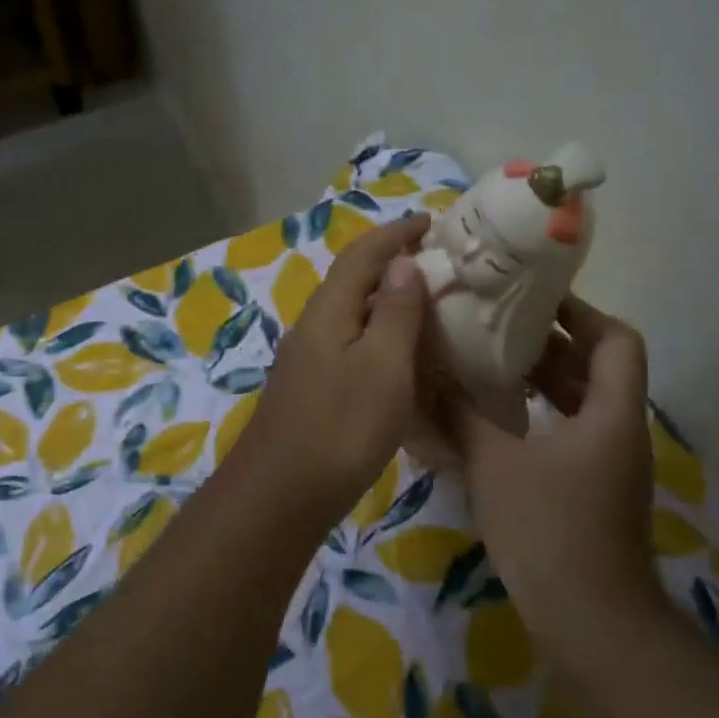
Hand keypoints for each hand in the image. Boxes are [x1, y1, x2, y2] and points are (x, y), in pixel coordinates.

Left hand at [233, 215, 430, 525]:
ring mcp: (306, 360)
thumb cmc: (341, 427)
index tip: (431, 222)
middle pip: (352, 281)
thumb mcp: (382, 366)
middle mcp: (312, 327)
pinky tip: (398, 359)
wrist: (281, 495)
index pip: (362, 255)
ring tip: (426, 308)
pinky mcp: (310, 390)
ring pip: (350, 316)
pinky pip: (349, 346)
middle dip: (392, 264)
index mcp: (328, 311)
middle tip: (437, 265)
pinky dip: (377, 338)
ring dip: (385, 302)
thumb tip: (402, 263)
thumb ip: (394, 312)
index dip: (396, 234)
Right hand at [433, 297, 661, 639]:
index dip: (581, 312)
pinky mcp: (594, 490)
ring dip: (545, 380)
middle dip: (552, 343)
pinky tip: (498, 418)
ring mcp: (610, 464)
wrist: (590, 622)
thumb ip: (460, 415)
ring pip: (584, 402)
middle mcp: (620, 431)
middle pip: (598, 367)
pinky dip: (541, 414)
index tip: (534, 298)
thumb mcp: (494, 464)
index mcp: (612, 413)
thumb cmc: (548, 530)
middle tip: (497, 324)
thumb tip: (428, 374)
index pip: (616, 340)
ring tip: (491, 362)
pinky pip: (571, 432)